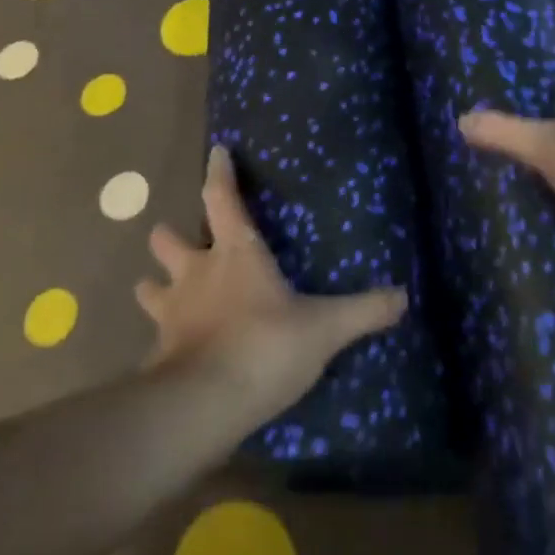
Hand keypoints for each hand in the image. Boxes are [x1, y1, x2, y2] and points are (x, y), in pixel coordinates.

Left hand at [134, 145, 407, 424]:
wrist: (204, 404)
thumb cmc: (265, 346)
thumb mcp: (324, 329)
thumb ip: (363, 311)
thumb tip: (405, 296)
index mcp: (235, 254)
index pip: (222, 198)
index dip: (218, 172)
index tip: (216, 151)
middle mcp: (196, 274)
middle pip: (167, 240)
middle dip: (169, 236)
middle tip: (179, 240)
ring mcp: (171, 312)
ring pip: (149, 287)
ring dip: (155, 285)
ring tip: (162, 291)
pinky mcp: (157, 353)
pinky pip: (154, 338)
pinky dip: (162, 339)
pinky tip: (171, 352)